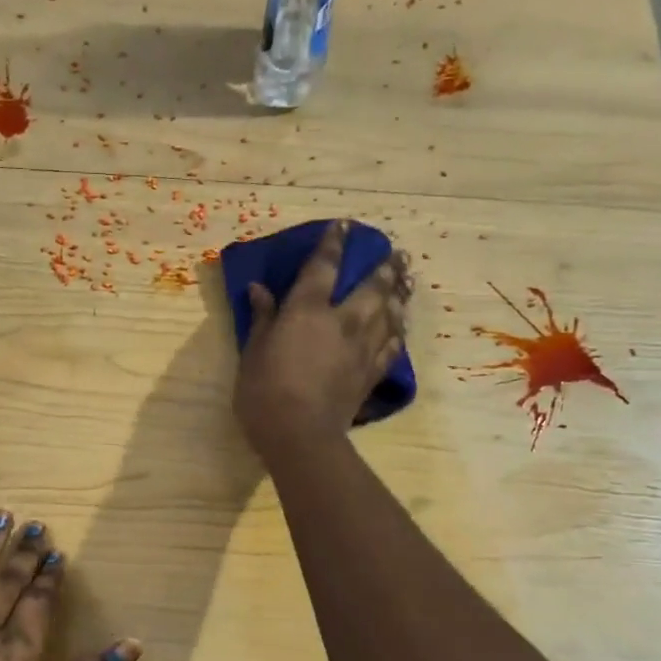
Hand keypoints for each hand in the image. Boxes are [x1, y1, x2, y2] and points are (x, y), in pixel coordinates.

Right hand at [233, 219, 409, 462]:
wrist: (300, 435)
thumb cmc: (265, 392)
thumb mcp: (253, 352)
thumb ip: (262, 318)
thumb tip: (258, 289)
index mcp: (308, 311)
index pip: (323, 267)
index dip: (333, 244)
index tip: (344, 225)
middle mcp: (342, 322)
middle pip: (371, 287)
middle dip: (385, 267)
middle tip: (398, 253)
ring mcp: (361, 349)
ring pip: (388, 314)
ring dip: (398, 294)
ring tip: (406, 281)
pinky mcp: (370, 375)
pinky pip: (390, 347)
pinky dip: (397, 333)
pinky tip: (401, 327)